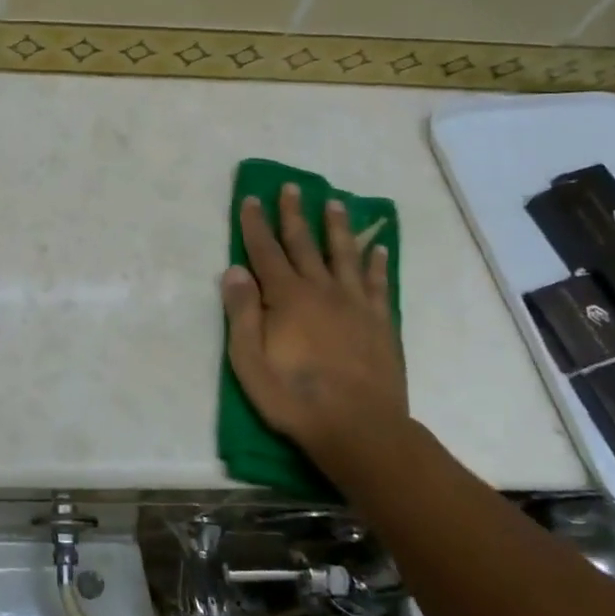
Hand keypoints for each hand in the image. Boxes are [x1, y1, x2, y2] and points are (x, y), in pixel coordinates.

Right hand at [220, 184, 407, 466]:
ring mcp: (354, 304)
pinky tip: (377, 247)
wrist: (359, 428)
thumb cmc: (294, 397)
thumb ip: (242, 313)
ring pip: (343, 254)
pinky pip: (377, 282)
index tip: (251, 199)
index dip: (255, 224)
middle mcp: (321, 290)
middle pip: (304, 244)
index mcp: (286, 298)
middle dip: (293, 214)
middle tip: (291, 187)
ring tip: (334, 203)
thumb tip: (234, 270)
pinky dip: (376, 262)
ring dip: (336, 227)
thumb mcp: (249, 361)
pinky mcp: (379, 321)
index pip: (265, 251)